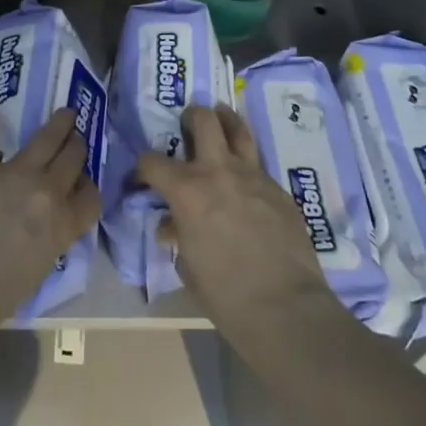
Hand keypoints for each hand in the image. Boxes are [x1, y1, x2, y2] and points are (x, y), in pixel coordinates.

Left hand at [0, 108, 100, 341]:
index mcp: (62, 226)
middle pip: (73, 157)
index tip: (81, 182)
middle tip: (75, 137)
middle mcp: (46, 192)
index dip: (87, 186)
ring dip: (57, 123)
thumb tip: (39, 229)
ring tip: (63, 113)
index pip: (91, 196)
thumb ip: (45, 242)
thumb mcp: (34, 273)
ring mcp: (14, 173)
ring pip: (46, 137)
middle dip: (76, 145)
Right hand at [137, 105, 340, 350]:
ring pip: (238, 128)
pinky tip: (246, 183)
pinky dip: (246, 165)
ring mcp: (253, 175)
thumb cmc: (226, 295)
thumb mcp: (188, 266)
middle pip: (203, 120)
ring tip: (220, 119)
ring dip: (225, 120)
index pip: (152, 162)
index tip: (140, 179)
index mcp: (187, 191)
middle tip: (187, 126)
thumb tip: (173, 226)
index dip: (141, 169)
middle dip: (190, 117)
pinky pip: (258, 165)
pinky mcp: (278, 188)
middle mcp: (218, 171)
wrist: (285, 307)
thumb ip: (178, 236)